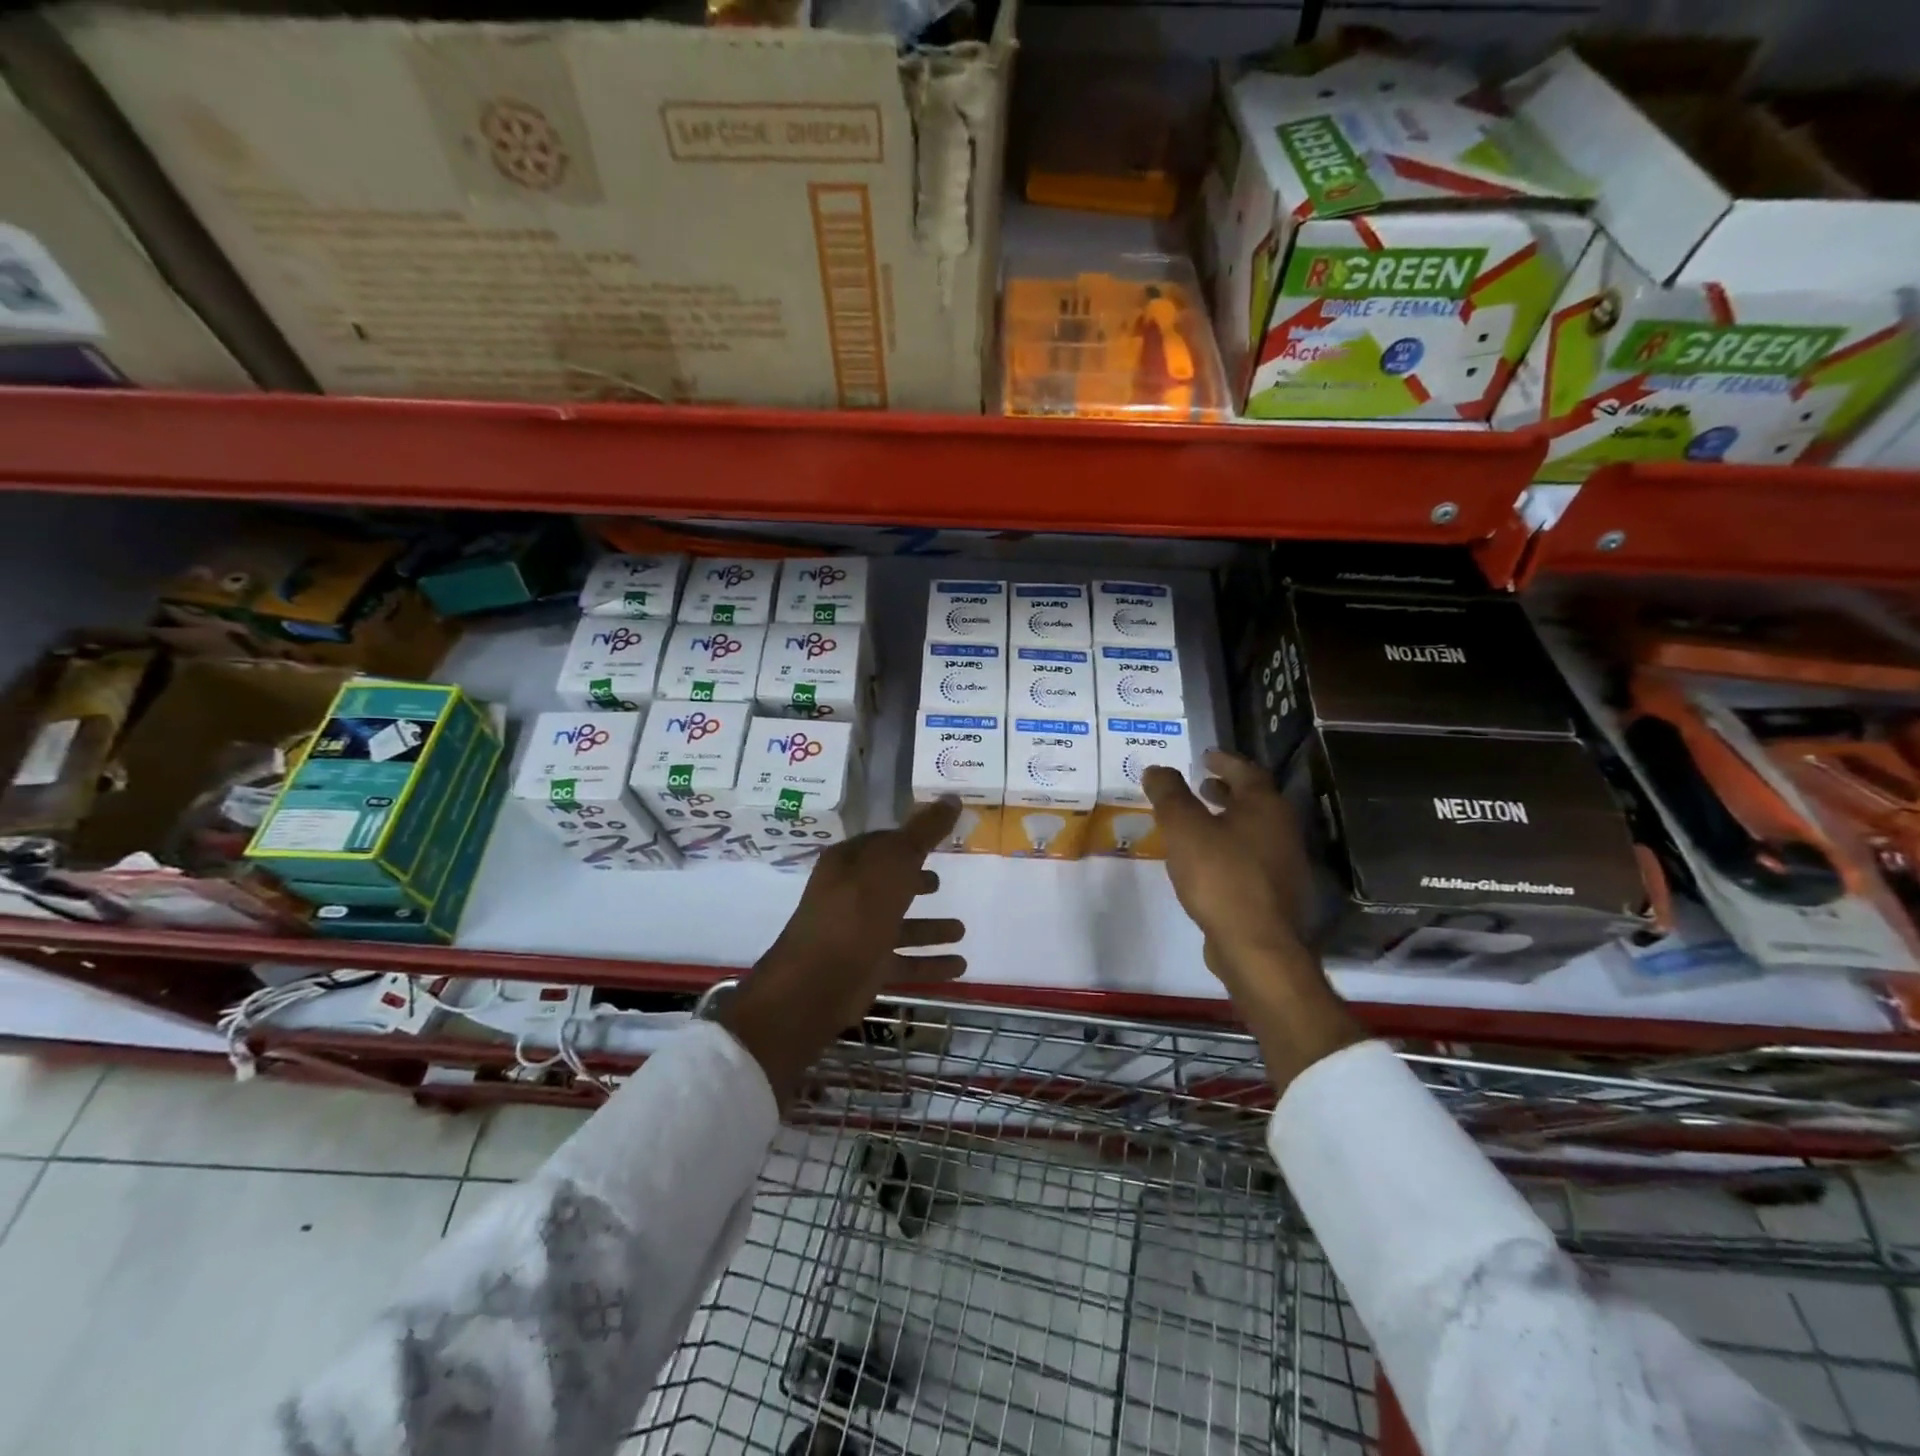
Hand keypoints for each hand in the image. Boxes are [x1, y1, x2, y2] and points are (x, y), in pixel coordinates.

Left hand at [720, 799, 965, 1101]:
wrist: (819, 981)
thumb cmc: (857, 909)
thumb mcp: (895, 861)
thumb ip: (925, 832)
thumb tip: (952, 797)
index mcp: (848, 862)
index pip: (881, 843)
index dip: (908, 840)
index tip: (937, 839)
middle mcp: (849, 895)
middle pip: (888, 884)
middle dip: (915, 883)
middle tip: (942, 883)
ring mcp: (857, 934)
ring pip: (900, 926)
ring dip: (929, 928)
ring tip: (961, 930)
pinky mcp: (867, 969)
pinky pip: (905, 962)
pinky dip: (931, 963)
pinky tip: (960, 966)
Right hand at [1142, 749, 1312, 990]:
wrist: (1256, 945)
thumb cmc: (1220, 876)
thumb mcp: (1183, 828)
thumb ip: (1169, 794)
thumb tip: (1156, 769)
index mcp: (1265, 807)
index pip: (1246, 771)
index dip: (1224, 761)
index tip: (1205, 756)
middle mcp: (1282, 830)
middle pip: (1254, 800)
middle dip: (1227, 790)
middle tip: (1201, 784)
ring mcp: (1283, 864)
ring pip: (1254, 830)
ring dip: (1228, 819)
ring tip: (1199, 822)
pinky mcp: (1275, 894)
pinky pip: (1251, 857)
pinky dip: (1230, 847)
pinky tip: (1207, 862)